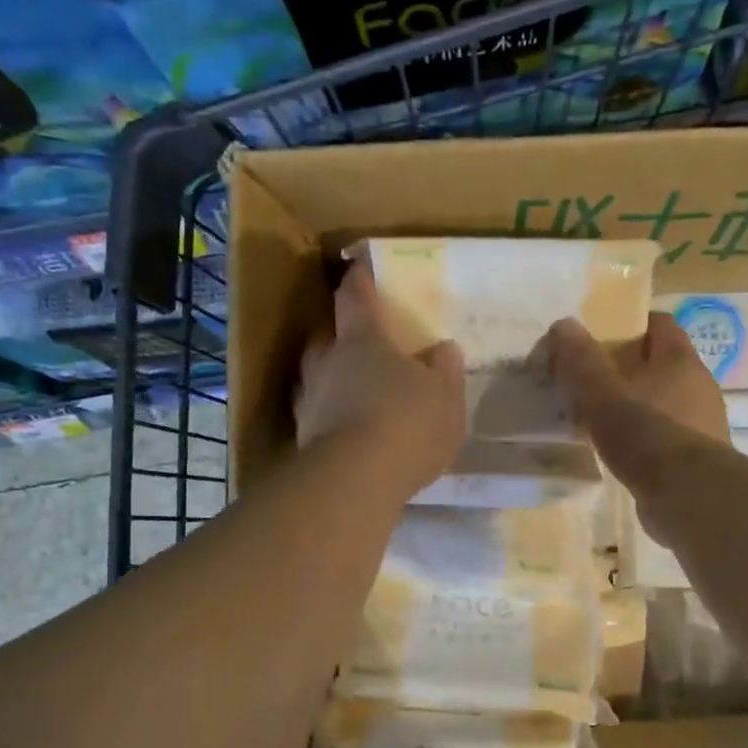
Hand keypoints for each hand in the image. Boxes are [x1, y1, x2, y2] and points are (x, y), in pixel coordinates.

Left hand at [296, 260, 465, 497]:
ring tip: (350, 391)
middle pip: (326, 338)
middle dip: (338, 336)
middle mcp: (327, 364)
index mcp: (363, 340)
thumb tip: (442, 349)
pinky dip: (329, 417)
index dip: (359, 280)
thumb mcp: (445, 396)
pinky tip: (346, 432)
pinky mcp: (303, 440)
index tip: (359, 267)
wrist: (356, 480)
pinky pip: (316, 416)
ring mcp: (309, 402)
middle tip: (356, 342)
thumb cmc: (407, 423)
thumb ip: (445, 370)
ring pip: (314, 379)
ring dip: (329, 380)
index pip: (355, 297)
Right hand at [544, 312, 729, 483]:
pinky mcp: (698, 457)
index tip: (600, 336)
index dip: (631, 325)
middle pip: (661, 364)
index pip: (660, 325)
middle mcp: (699, 385)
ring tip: (600, 418)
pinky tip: (621, 451)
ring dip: (636, 405)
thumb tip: (563, 323)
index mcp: (680, 360)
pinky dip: (645, 437)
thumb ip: (582, 361)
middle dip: (628, 368)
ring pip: (664, 401)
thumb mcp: (603, 394)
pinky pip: (666, 435)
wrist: (688, 496)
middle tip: (591, 380)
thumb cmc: (646, 433)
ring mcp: (702, 423)